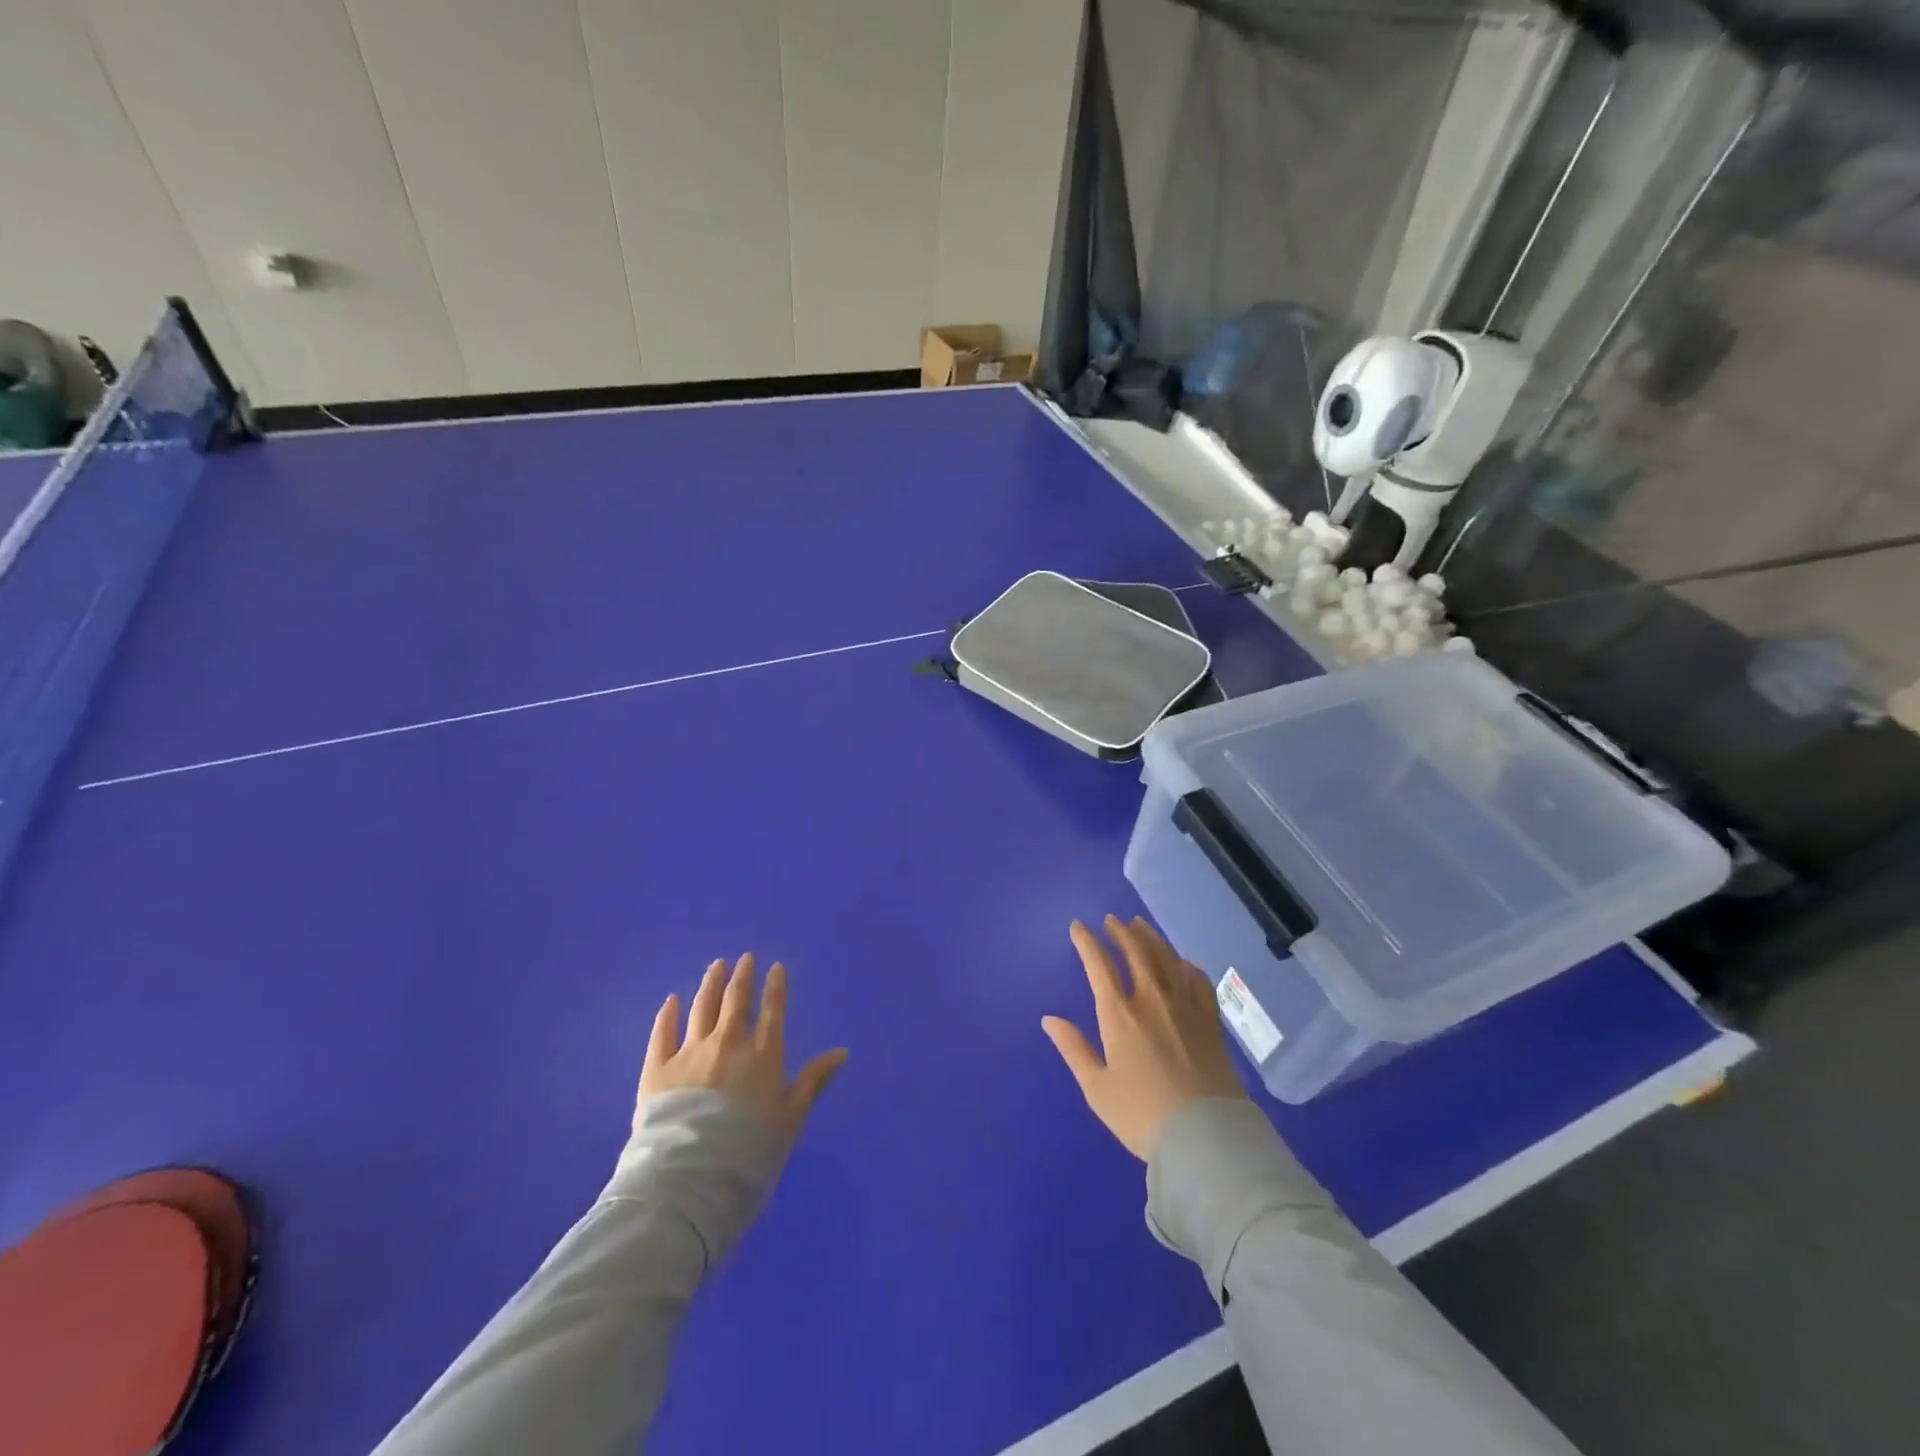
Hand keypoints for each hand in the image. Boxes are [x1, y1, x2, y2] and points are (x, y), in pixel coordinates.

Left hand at [638, 954, 848, 1144]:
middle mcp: (727, 1043)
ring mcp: (690, 1052)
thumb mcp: (791, 1119)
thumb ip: (813, 1081)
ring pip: (702, 1008)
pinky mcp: (657, 1068)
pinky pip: (662, 1033)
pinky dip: (668, 1014)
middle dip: (742, 976)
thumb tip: (842, 1051)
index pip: (772, 1010)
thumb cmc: (750, 1151)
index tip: (775, 967)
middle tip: (744, 958)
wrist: (691, 1177)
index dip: (775, 986)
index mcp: (763, 1054)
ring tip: (716, 966)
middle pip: (735, 1001)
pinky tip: (672, 1000)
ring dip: (711, 984)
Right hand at [1042, 916, 1246, 1160]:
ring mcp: (1185, 1006)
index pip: (1099, 965)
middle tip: (1112, 920)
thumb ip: (1074, 1049)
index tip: (1078, 926)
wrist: (1206, 1137)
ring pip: (1166, 958)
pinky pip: (1197, 979)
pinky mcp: (1210, 1020)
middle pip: (1136, 952)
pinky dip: (1185, 963)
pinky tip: (1181, 961)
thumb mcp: (1097, 1088)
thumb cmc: (1142, 1115)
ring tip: (1140, 925)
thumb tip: (1049, 1019)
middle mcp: (1152, 1000)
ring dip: (1150, 938)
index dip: (1087, 942)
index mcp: (1119, 1015)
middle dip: (1120, 932)